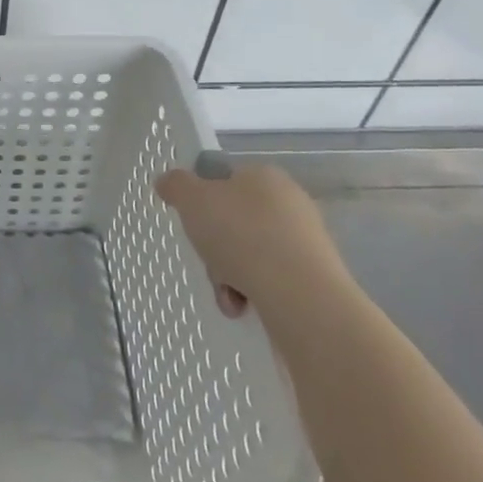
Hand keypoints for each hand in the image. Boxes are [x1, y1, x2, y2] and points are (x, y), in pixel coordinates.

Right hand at [154, 160, 350, 323]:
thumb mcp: (192, 200)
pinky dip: (253, 292)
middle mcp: (290, 202)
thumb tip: (167, 181)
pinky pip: (271, 279)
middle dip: (215, 247)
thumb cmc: (241, 234)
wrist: (300, 295)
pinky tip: (244, 306)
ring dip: (230, 275)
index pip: (226, 180)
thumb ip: (176, 185)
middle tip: (208, 263)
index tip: (193, 224)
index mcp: (264, 175)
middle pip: (235, 221)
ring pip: (250, 253)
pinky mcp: (315, 276)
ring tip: (228, 296)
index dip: (204, 201)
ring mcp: (305, 241)